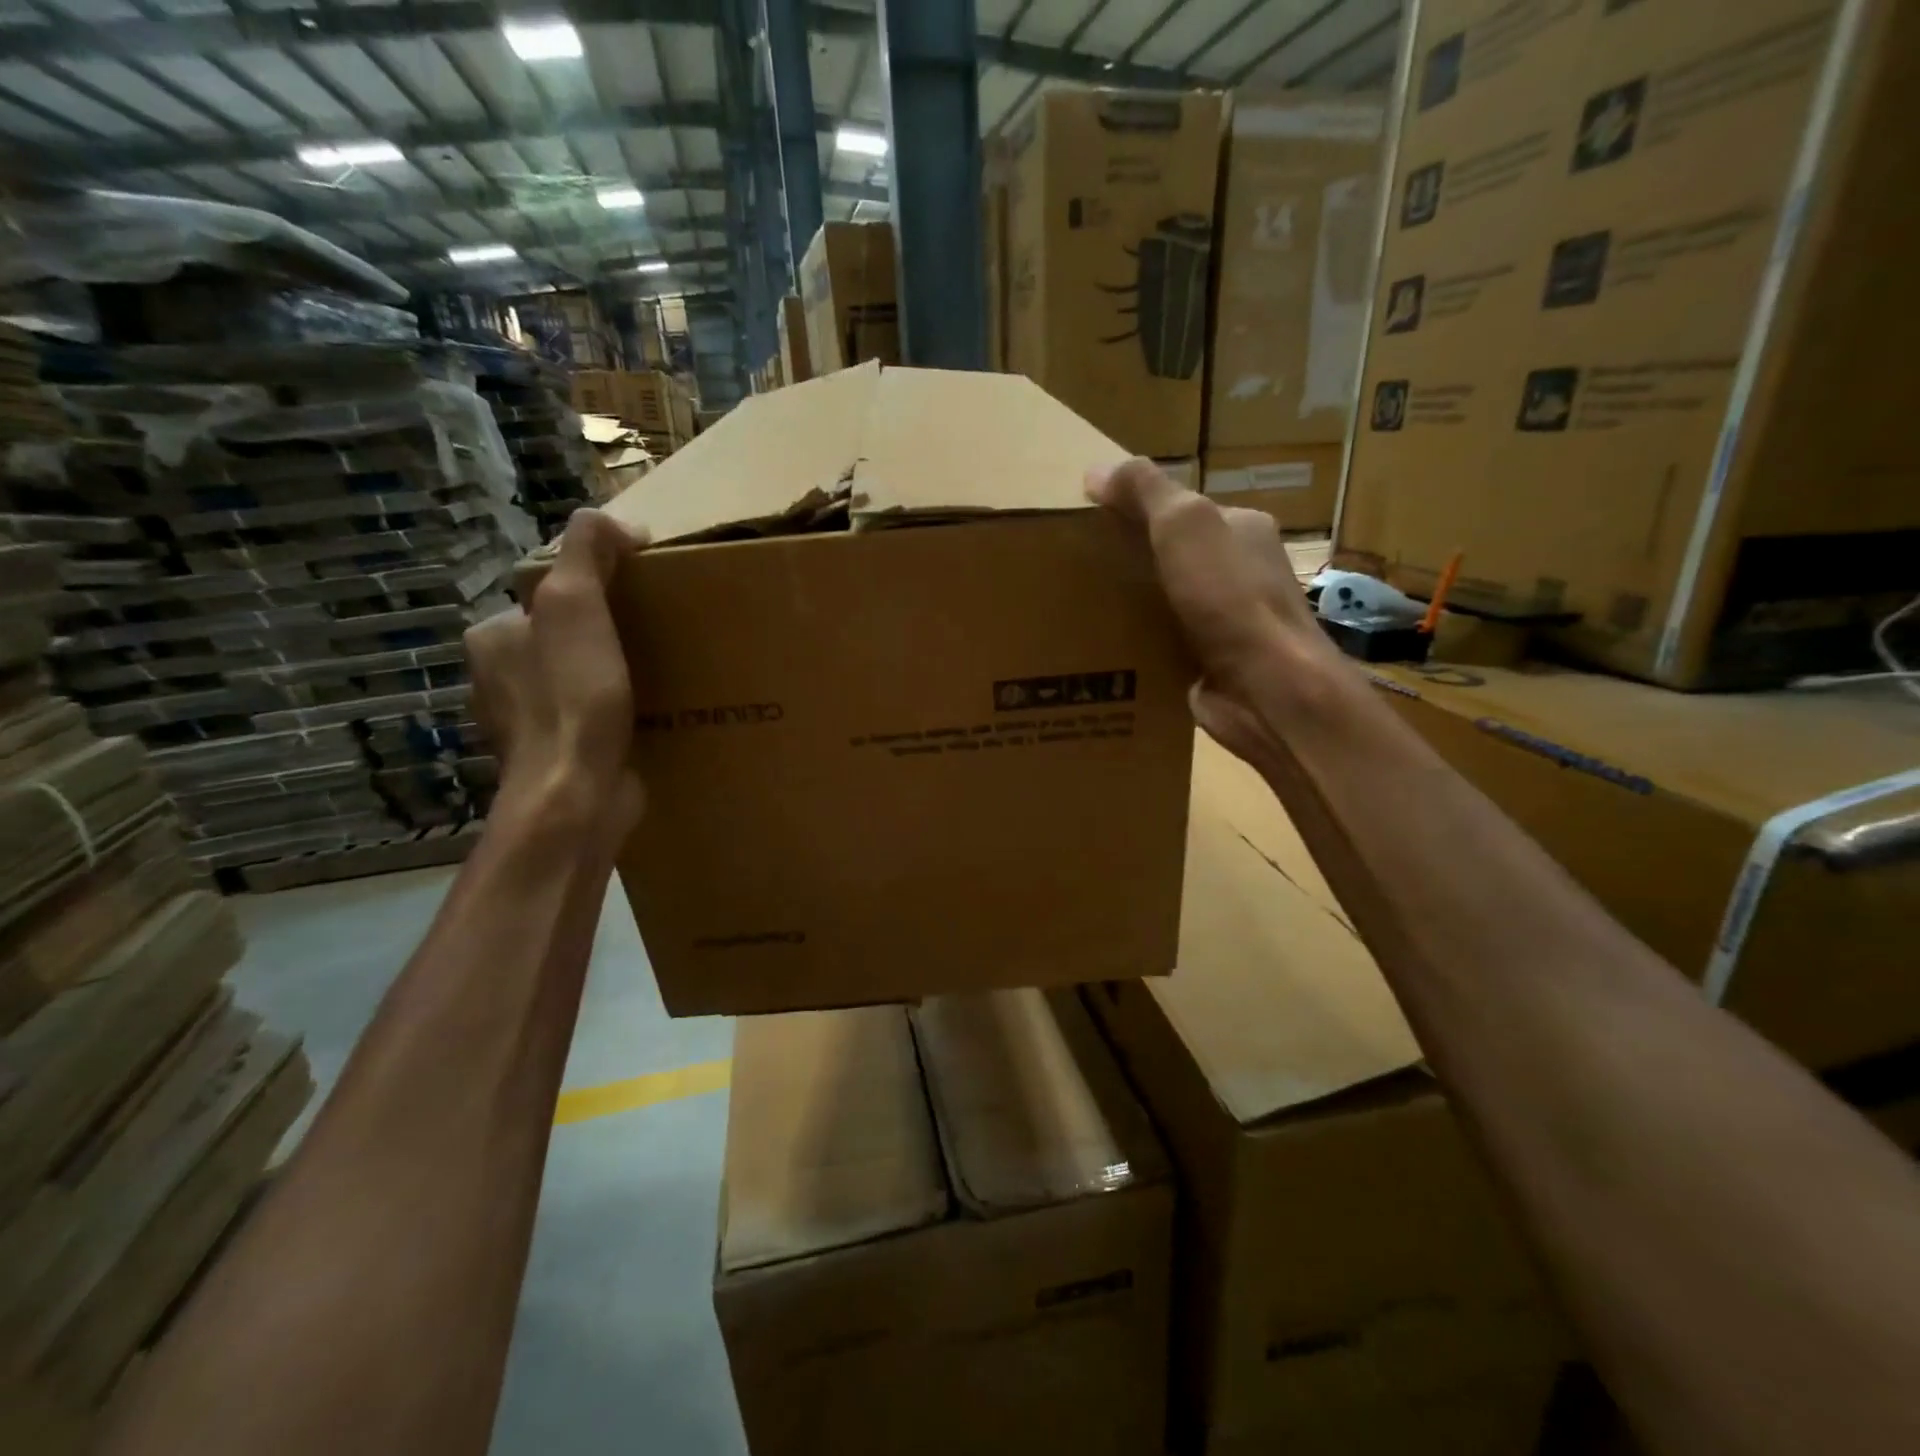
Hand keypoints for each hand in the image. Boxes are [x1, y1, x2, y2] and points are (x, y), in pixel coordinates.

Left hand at [465, 509, 646, 846]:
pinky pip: (591, 722)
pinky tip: (648, 716)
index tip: (639, 599)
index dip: (594, 591)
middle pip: (563, 639)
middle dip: (606, 636)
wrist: (577, 794)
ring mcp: (527, 725)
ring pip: (577, 683)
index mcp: (493, 638)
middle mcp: (499, 679)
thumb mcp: (576, 603)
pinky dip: (617, 716)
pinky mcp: (558, 760)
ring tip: (660, 675)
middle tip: (656, 637)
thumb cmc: (573, 696)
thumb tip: (619, 523)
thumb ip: (587, 550)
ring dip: (612, 678)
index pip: (546, 596)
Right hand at [1087, 457, 1343, 764]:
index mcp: (1241, 530)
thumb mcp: (1185, 526)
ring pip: (1164, 604)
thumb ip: (1145, 490)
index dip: (1135, 512)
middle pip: (1171, 558)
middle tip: (1075, 571)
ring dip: (1128, 609)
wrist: (1267, 689)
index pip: (1181, 511)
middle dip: (1127, 563)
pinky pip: (1162, 646)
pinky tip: (1101, 651)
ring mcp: (1226, 622)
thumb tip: (1096, 469)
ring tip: (1076, 611)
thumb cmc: (1229, 598)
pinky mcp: (1208, 664)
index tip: (1088, 525)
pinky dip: (1136, 647)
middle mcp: (1238, 573)